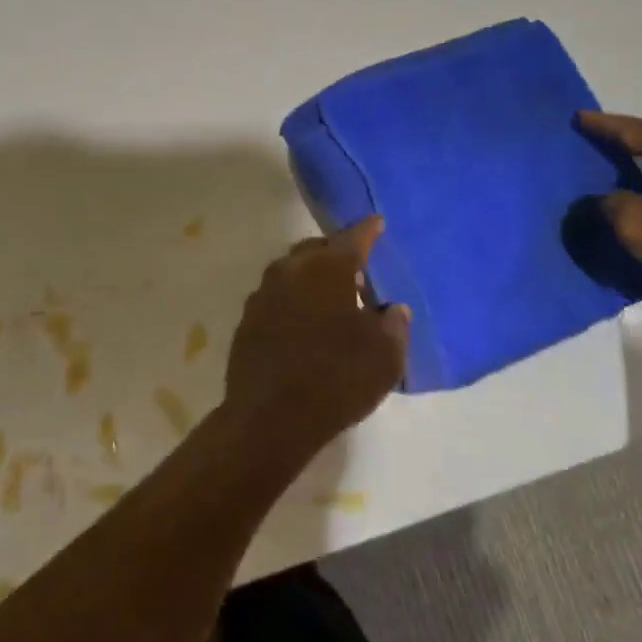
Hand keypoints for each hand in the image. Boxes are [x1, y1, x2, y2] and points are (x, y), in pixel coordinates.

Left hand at [221, 219, 409, 461]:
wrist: (269, 418)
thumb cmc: (336, 379)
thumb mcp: (384, 357)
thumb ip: (393, 326)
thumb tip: (393, 310)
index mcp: (327, 268)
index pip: (353, 238)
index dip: (368, 230)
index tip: (377, 223)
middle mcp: (291, 270)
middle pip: (316, 249)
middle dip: (336, 253)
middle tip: (355, 270)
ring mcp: (263, 293)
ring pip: (292, 271)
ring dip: (311, 277)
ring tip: (330, 298)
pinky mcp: (247, 319)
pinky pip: (276, 297)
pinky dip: (293, 300)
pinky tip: (303, 323)